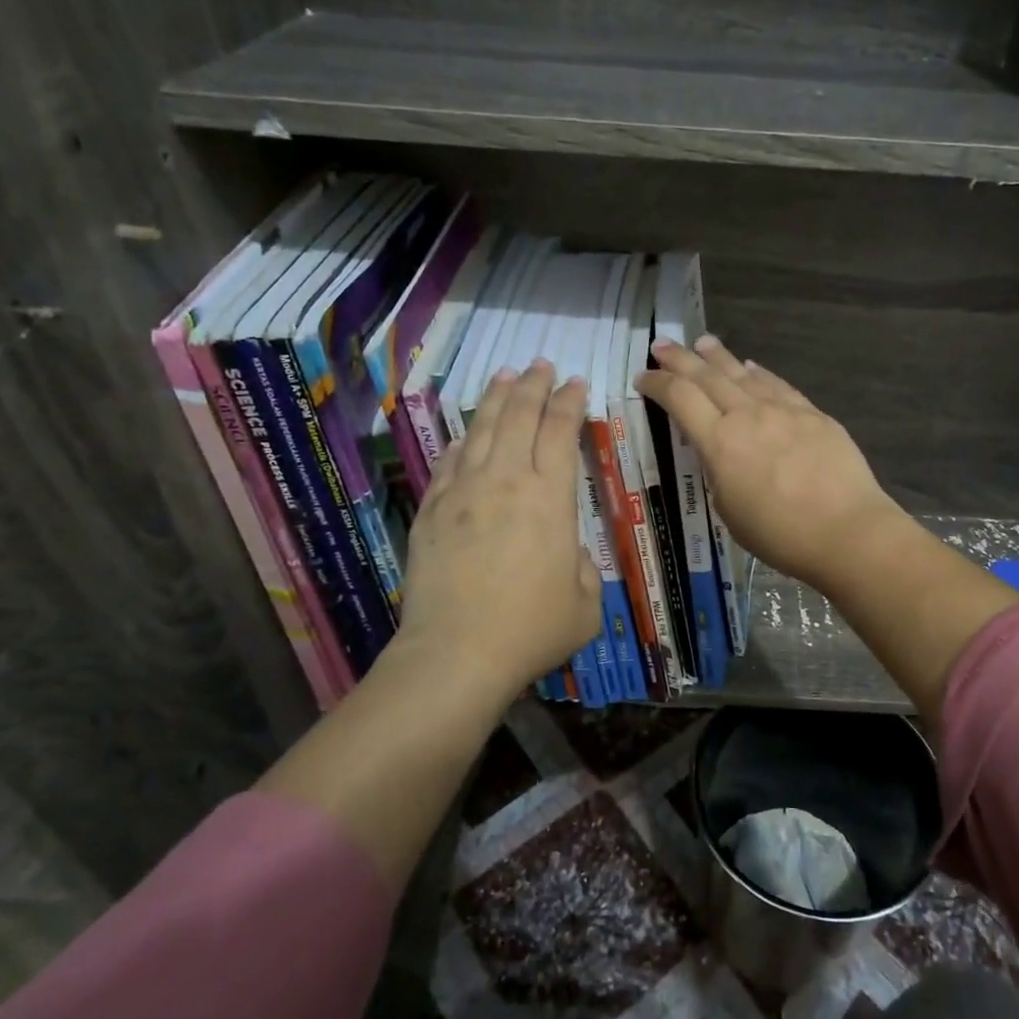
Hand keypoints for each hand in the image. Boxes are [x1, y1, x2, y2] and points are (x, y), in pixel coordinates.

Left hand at [397, 361, 600, 699]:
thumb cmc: (532, 629)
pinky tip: (468, 433)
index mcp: (550, 498)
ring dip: (496, 400)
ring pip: (482, 430)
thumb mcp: (586, 603)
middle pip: (520, 417)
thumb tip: (566, 551)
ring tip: (506, 377)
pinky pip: (450, 462)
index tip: (577, 384)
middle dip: (534, 386)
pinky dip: (463, 441)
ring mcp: (463, 493)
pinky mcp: (432, 511)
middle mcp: (505, 482)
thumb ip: (583, 566)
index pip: (560, 433)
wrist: (457, 653)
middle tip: (542, 365)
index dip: (570, 403)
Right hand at [638, 335, 907, 590]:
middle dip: (680, 358)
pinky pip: (778, 385)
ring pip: (743, 373)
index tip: (643, 378)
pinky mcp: (813, 414)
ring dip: (719, 357)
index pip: (679, 398)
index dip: (657, 384)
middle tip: (662, 344)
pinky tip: (753, 367)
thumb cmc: (780, 534)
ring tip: (703, 342)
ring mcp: (783, 410)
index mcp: (719, 442)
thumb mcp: (729, 510)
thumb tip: (722, 452)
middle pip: (707, 376)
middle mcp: (747, 415)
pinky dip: (759, 373)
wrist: (847, 530)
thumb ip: (719, 473)